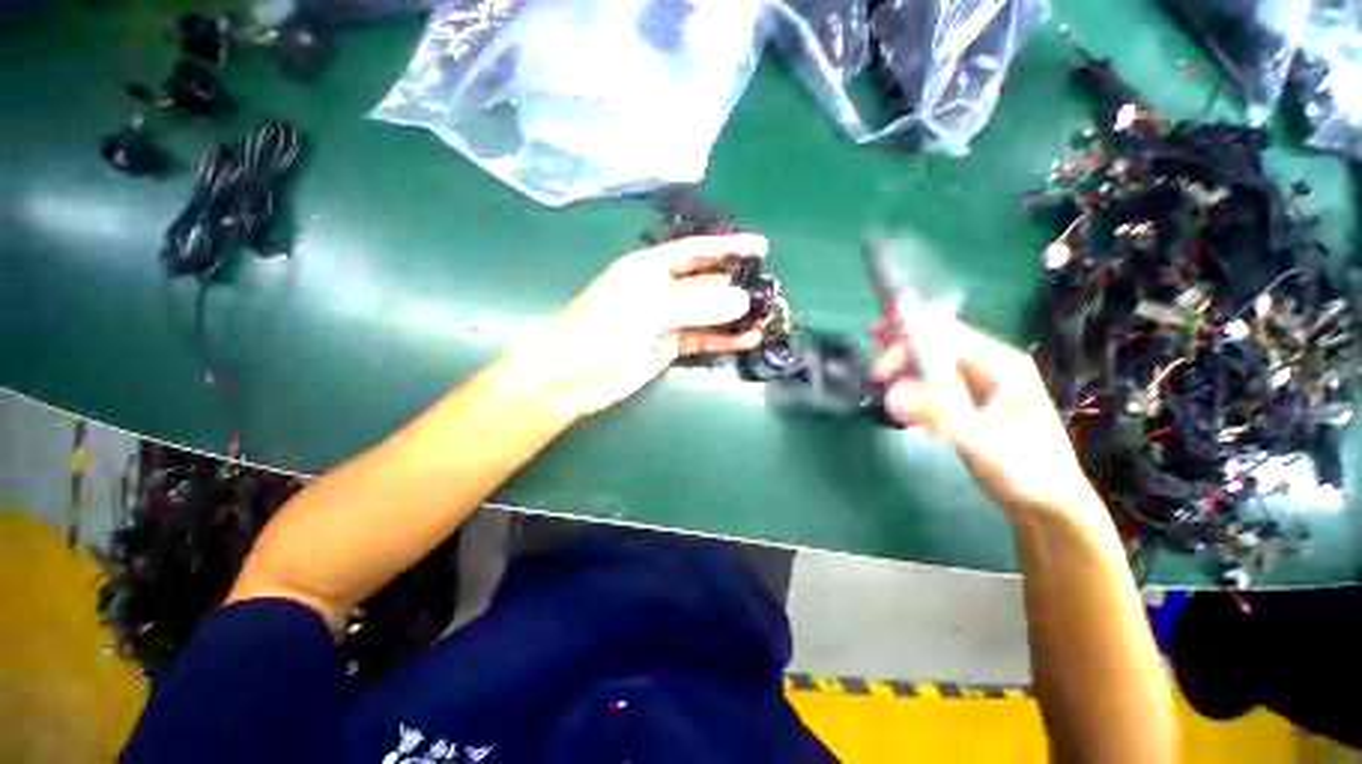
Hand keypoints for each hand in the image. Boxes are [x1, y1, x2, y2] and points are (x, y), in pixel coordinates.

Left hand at [522, 234, 768, 417]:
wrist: (574, 377)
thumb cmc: (603, 331)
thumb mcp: (649, 310)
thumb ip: (696, 305)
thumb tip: (741, 300)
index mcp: (650, 268)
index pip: (695, 250)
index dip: (727, 247)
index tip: (761, 248)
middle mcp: (660, 289)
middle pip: (705, 282)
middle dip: (736, 285)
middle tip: (770, 291)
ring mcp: (665, 319)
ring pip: (706, 313)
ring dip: (733, 315)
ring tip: (766, 316)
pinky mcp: (668, 346)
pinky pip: (701, 338)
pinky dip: (722, 339)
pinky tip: (747, 340)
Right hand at [870, 317, 1109, 526]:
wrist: (1049, 503)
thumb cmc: (1025, 471)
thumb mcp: (980, 442)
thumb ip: (937, 415)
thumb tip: (891, 396)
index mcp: (1000, 364)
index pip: (945, 334)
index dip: (907, 335)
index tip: (877, 350)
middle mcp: (990, 366)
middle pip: (936, 343)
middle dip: (900, 350)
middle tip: (875, 374)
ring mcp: (980, 384)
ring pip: (933, 361)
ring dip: (903, 364)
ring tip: (878, 377)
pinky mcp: (971, 401)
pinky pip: (934, 381)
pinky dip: (911, 381)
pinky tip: (896, 390)